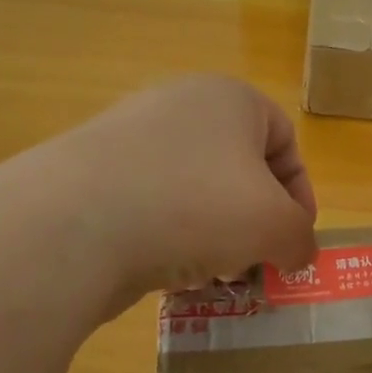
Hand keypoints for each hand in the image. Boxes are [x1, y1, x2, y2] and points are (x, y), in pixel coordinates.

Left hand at [57, 76, 317, 314]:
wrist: (71, 225)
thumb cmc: (196, 206)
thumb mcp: (275, 226)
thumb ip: (300, 238)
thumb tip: (297, 253)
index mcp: (229, 98)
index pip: (285, 139)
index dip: (300, 193)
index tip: (295, 240)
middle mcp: (179, 104)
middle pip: (238, 168)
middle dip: (255, 221)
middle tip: (255, 262)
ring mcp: (127, 136)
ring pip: (194, 190)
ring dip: (215, 234)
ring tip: (212, 275)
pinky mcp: (90, 174)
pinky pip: (150, 205)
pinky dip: (168, 238)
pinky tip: (168, 274)